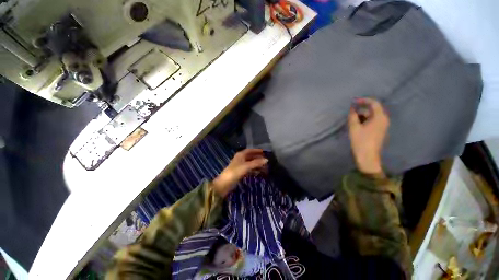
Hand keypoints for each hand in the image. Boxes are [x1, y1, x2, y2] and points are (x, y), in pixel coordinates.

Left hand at [212, 149, 267, 197]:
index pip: (250, 150)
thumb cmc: (235, 172)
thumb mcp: (246, 166)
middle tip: (266, 160)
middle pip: (250, 156)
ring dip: (257, 164)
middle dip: (258, 158)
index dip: (256, 150)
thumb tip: (267, 160)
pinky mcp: (240, 172)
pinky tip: (259, 172)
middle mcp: (240, 159)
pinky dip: (254, 170)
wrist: (225, 183)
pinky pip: (249, 169)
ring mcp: (240, 166)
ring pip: (250, 163)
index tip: (264, 152)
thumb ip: (256, 163)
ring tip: (264, 166)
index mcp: (240, 155)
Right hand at [348, 98, 389, 175]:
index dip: (363, 100)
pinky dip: (364, 121)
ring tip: (351, 121)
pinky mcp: (379, 131)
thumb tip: (352, 108)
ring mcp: (382, 126)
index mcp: (379, 117)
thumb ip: (352, 116)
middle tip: (350, 114)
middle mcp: (383, 120)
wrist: (367, 157)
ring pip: (371, 116)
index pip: (374, 103)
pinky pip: (372, 122)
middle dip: (361, 110)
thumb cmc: (361, 141)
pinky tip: (356, 126)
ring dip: (362, 116)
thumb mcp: (354, 127)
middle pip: (373, 110)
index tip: (353, 101)